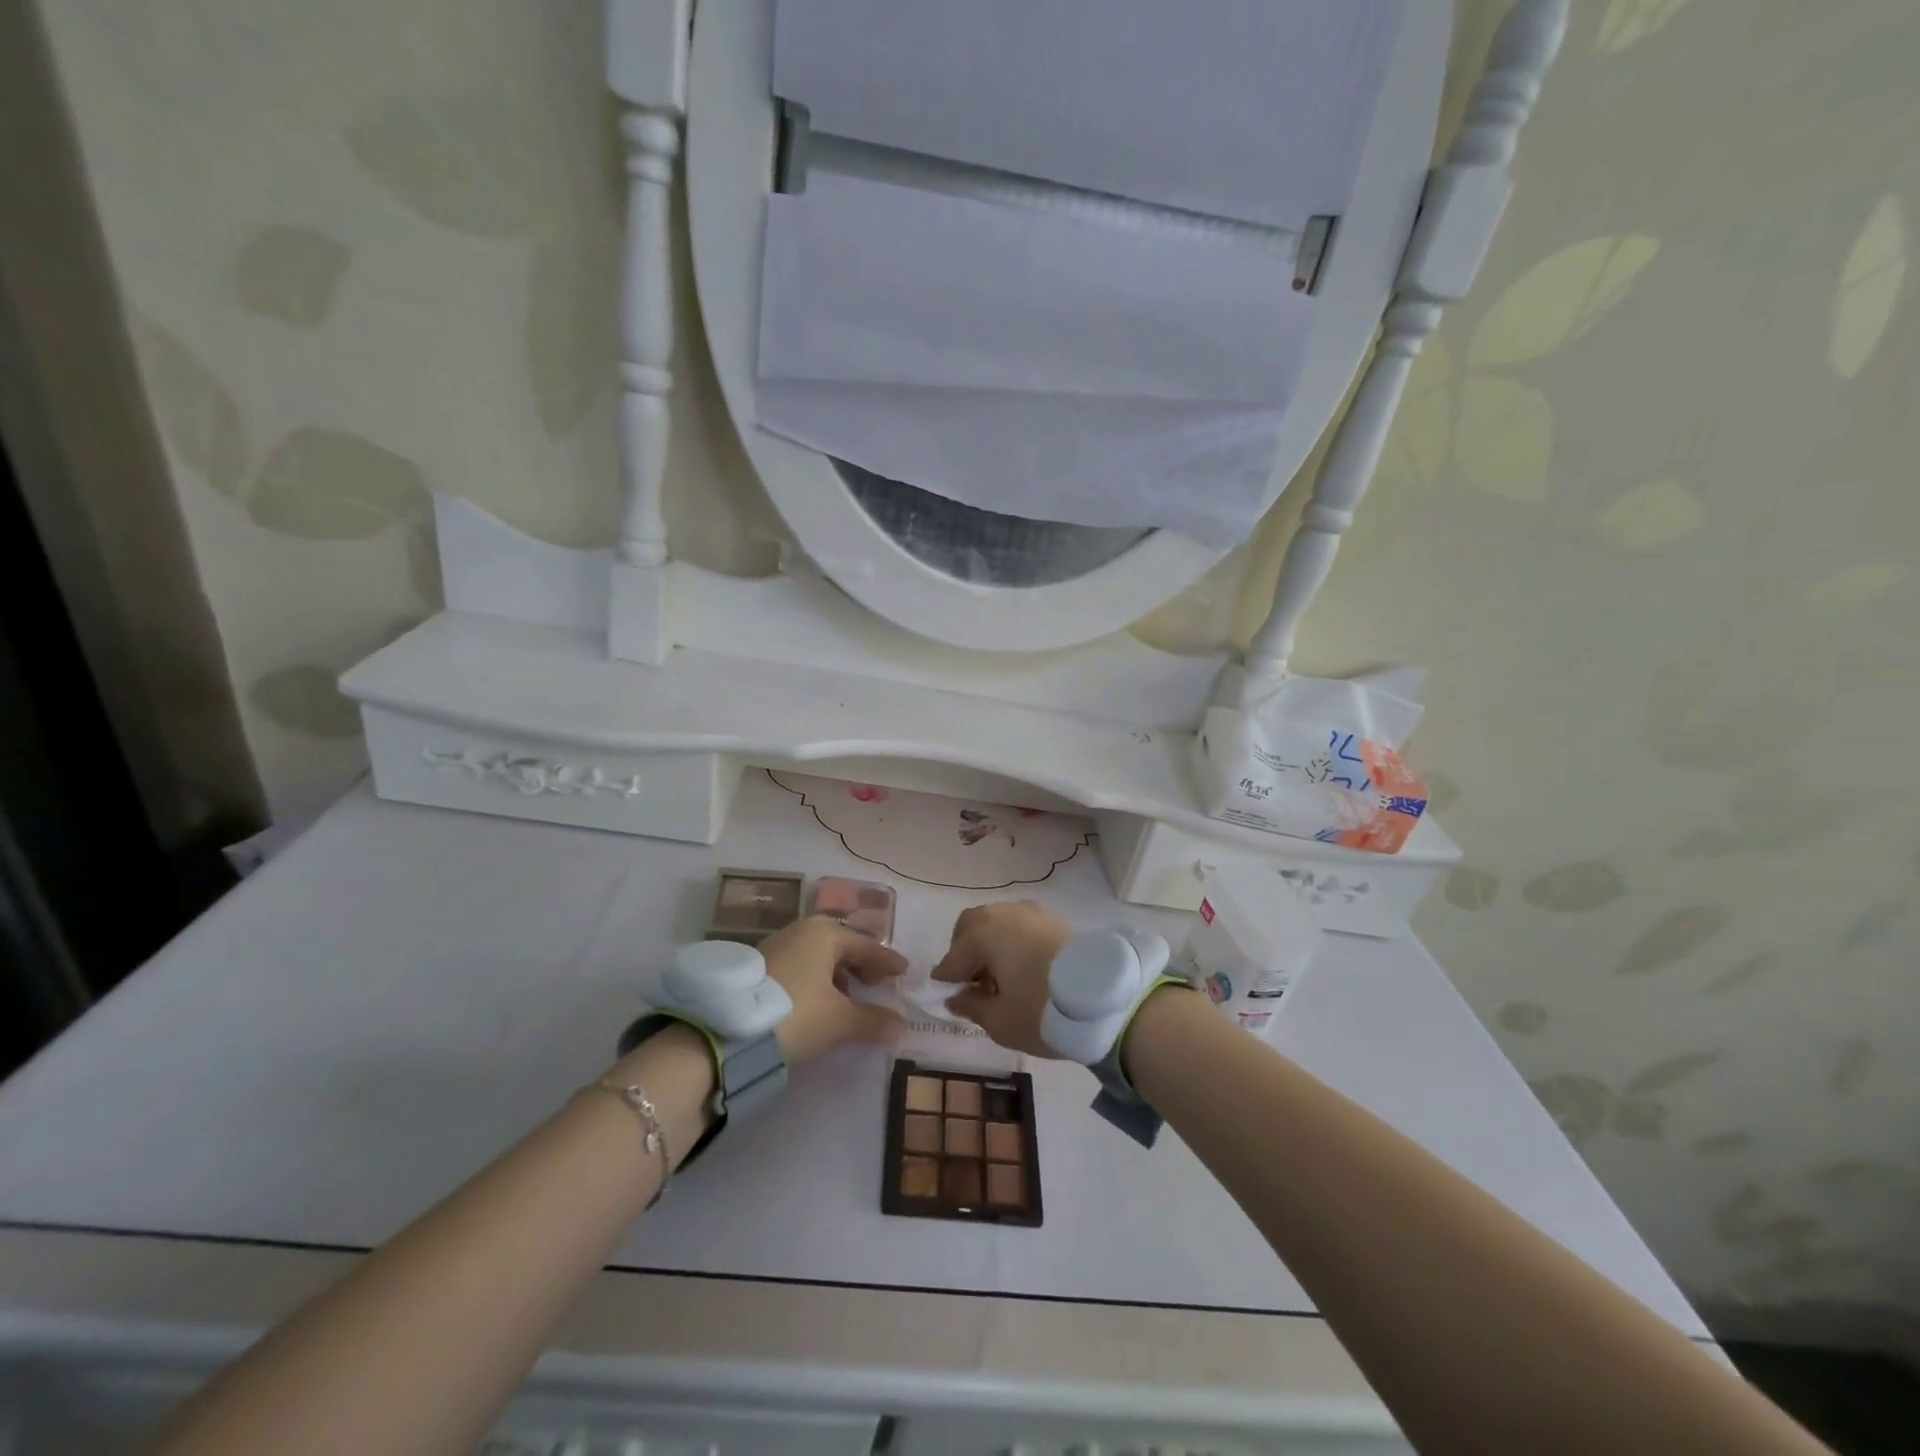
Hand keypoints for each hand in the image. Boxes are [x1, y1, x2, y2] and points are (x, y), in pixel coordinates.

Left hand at [761, 916, 907, 1066]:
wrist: (724, 1036)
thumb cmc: (795, 1016)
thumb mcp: (840, 1022)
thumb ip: (873, 1020)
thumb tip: (900, 1024)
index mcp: (824, 933)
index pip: (866, 946)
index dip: (887, 961)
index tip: (904, 972)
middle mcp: (800, 931)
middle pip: (841, 946)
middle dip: (861, 965)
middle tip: (878, 983)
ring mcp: (775, 946)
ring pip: (817, 957)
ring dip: (836, 976)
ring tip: (848, 999)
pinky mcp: (757, 967)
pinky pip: (799, 967)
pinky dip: (815, 981)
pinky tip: (817, 1003)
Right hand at [931, 900, 1074, 1057]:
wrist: (1105, 999)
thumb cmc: (1041, 1010)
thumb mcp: (999, 1021)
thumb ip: (971, 1006)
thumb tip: (956, 997)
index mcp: (984, 933)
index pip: (953, 957)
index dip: (947, 978)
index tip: (946, 996)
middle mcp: (1005, 913)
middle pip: (972, 925)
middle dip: (965, 950)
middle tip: (971, 982)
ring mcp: (1033, 912)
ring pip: (999, 922)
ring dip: (991, 944)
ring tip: (1000, 978)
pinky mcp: (1056, 920)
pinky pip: (1022, 926)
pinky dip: (1014, 942)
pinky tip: (1023, 968)